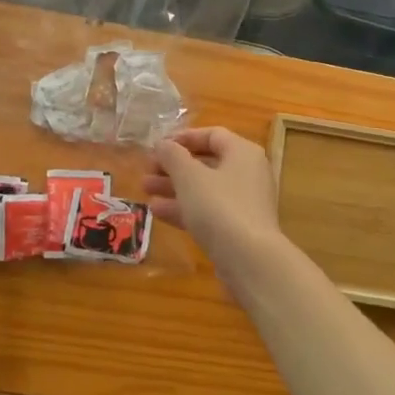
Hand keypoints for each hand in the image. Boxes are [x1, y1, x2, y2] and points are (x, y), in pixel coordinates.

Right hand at [142, 127, 281, 262]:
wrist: (249, 260)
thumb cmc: (219, 207)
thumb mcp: (190, 176)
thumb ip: (173, 156)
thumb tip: (163, 144)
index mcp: (242, 152)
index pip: (212, 134)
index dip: (183, 137)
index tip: (157, 146)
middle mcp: (247, 173)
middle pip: (206, 162)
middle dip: (173, 166)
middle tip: (146, 170)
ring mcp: (244, 203)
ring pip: (204, 188)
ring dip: (174, 187)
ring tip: (144, 189)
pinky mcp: (237, 228)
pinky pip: (208, 211)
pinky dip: (184, 208)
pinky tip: (157, 212)